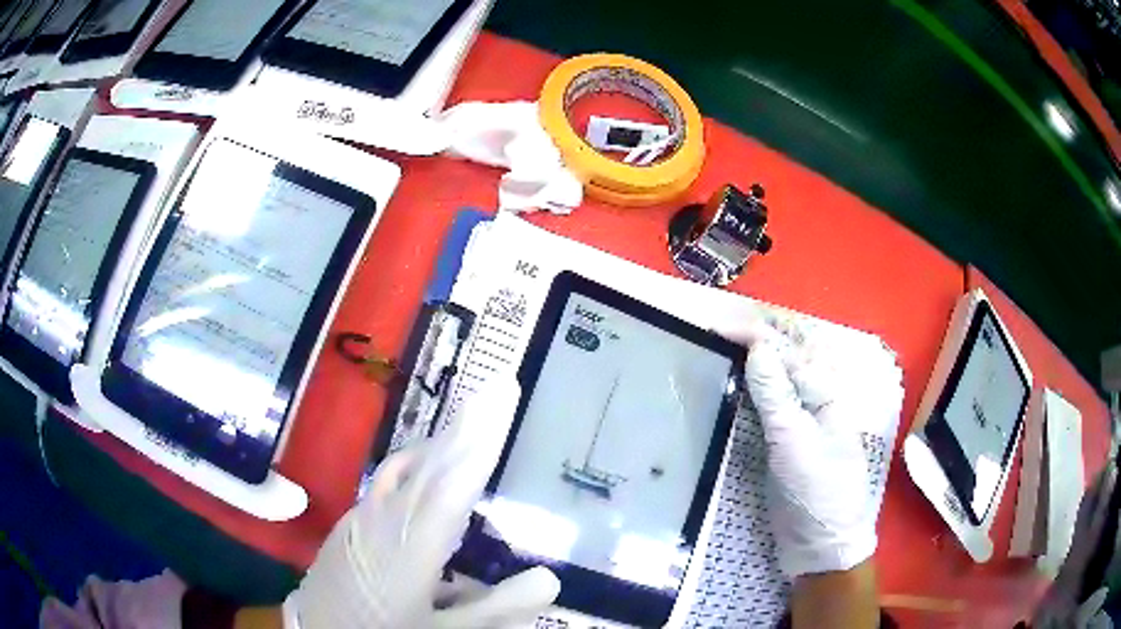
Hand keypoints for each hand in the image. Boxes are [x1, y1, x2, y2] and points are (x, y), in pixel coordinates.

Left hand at [285, 381, 559, 628]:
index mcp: (409, 549)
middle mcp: (383, 522)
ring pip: (406, 469)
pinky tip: (424, 461)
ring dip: (442, 440)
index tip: (502, 397)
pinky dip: (415, 463)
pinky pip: (388, 481)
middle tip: (497, 386)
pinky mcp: (349, 525)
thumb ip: (496, 609)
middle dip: (466, 424)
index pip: (452, 486)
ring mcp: (360, 519)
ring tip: (473, 415)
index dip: (479, 441)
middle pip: (430, 465)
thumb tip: (551, 579)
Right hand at [737, 325, 877, 577]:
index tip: (715, 329)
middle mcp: (812, 400)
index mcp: (824, 392)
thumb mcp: (795, 441)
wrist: (819, 542)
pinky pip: (762, 410)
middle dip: (750, 344)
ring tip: (714, 354)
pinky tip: (727, 391)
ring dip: (745, 367)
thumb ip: (776, 395)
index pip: (787, 353)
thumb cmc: (817, 489)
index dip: (753, 337)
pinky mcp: (781, 444)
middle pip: (780, 362)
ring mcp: (796, 423)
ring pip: (770, 384)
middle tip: (712, 336)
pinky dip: (745, 396)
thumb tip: (757, 347)